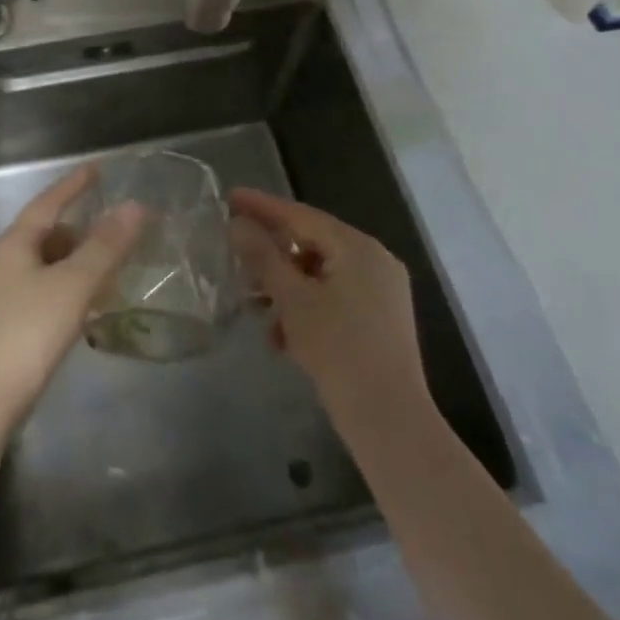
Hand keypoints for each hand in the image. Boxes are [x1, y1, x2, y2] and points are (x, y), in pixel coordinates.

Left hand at [0, 165, 146, 430]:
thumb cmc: (26, 334)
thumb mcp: (72, 285)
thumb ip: (105, 247)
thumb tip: (134, 206)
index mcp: (14, 245)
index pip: (47, 203)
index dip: (73, 185)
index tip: (97, 169)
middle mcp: (3, 264)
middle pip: (46, 234)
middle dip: (79, 227)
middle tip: (114, 226)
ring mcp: (2, 297)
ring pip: (46, 266)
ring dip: (76, 261)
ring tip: (109, 266)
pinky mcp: (7, 327)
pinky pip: (44, 292)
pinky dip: (69, 289)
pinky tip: (87, 307)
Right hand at [230, 189, 435, 439]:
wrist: (389, 420)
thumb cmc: (338, 350)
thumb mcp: (292, 300)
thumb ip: (263, 257)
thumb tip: (238, 224)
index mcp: (358, 248)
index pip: (301, 215)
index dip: (262, 207)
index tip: (230, 198)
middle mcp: (374, 261)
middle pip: (311, 244)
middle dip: (272, 257)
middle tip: (238, 261)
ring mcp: (381, 292)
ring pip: (320, 276)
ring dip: (285, 289)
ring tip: (256, 310)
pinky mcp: (380, 321)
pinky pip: (334, 300)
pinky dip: (307, 310)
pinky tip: (283, 339)